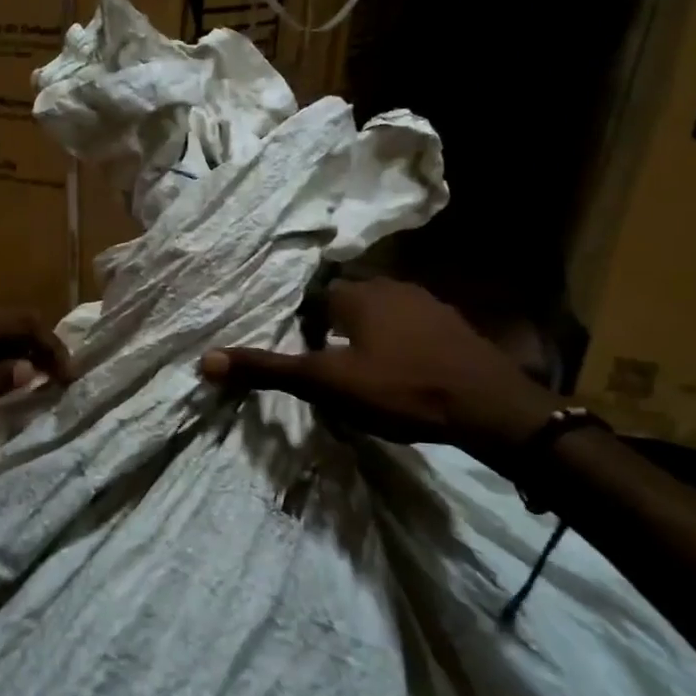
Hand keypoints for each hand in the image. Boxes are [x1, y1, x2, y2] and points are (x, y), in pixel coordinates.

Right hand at [200, 277, 562, 467]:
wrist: (489, 408)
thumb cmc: (400, 390)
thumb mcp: (326, 384)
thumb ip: (267, 370)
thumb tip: (205, 360)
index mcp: (357, 295)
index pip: (315, 297)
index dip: (302, 324)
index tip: (301, 353)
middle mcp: (392, 287)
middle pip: (347, 302)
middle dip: (332, 328)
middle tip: (326, 366)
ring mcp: (428, 304)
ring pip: (381, 313)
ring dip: (366, 335)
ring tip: (361, 371)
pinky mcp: (454, 326)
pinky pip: (412, 328)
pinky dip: (398, 344)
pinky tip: (402, 373)